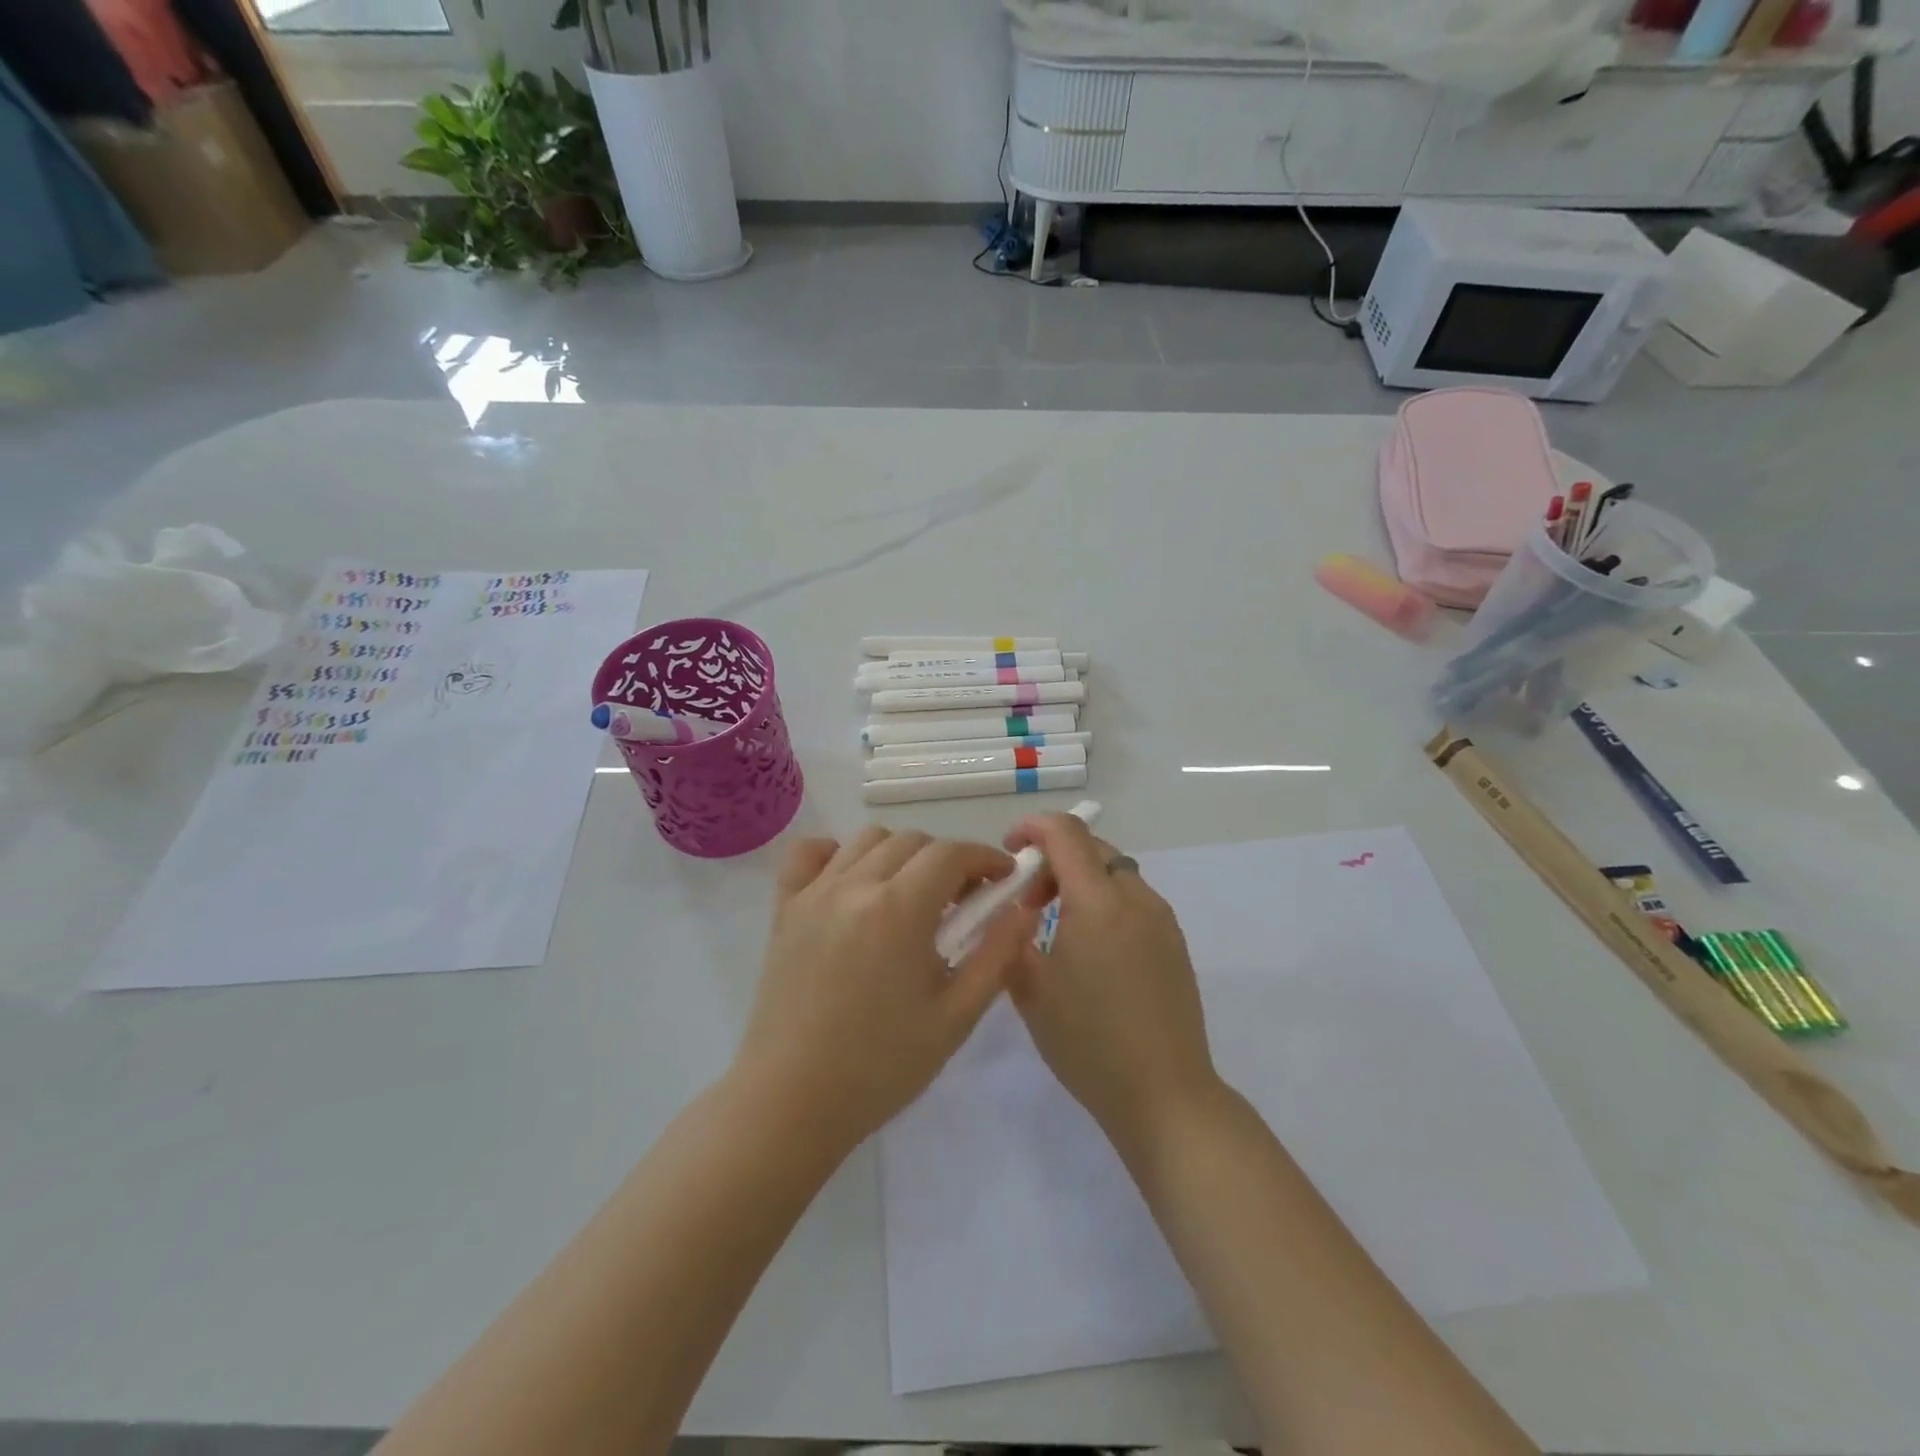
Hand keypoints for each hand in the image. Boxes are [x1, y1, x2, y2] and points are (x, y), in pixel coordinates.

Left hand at [736, 827, 1037, 1153]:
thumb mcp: (955, 1017)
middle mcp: (854, 886)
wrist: (792, 1101)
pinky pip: (809, 853)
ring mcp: (814, 893)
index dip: (985, 858)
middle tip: (961, 902)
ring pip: (867, 840)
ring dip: (900, 855)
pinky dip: (836, 854)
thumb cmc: (881, 1066)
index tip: (1003, 879)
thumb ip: (996, 956)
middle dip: (948, 861)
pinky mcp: (784, 909)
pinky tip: (852, 884)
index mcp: (899, 910)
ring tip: (910, 897)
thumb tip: (1024, 910)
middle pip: (912, 841)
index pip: (951, 854)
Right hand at [1004, 813, 1220, 1143]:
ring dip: (1081, 881)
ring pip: (1114, 872)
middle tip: (1029, 902)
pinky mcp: (1174, 942)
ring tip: (1058, 929)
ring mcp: (1161, 919)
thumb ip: (1012, 938)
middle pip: (1092, 848)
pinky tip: (1091, 952)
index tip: (1009, 851)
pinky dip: (1104, 903)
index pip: (1067, 833)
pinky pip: (1133, 900)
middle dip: (1054, 859)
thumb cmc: (1089, 1044)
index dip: (1033, 827)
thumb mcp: (1030, 990)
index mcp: (1098, 903)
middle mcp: (1136, 898)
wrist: (1165, 1095)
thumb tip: (1012, 913)